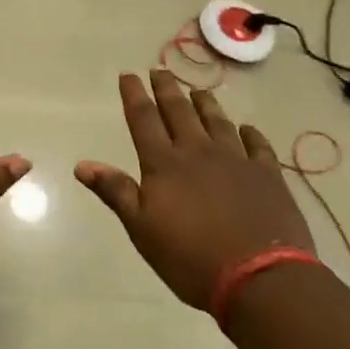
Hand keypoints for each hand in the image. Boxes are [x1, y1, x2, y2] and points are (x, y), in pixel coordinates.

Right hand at [75, 71, 314, 310]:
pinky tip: (246, 129)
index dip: (134, 95)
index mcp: (164, 164)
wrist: (260, 278)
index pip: (144, 119)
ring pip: (217, 121)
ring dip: (205, 104)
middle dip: (167, 89)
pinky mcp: (267, 175)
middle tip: (160, 70)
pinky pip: (257, 145)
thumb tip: (82, 164)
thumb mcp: (142, 229)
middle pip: (179, 112)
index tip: (128, 75)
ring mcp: (236, 160)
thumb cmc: (190, 258)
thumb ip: (116, 192)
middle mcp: (198, 152)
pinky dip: (250, 133)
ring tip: (198, 90)